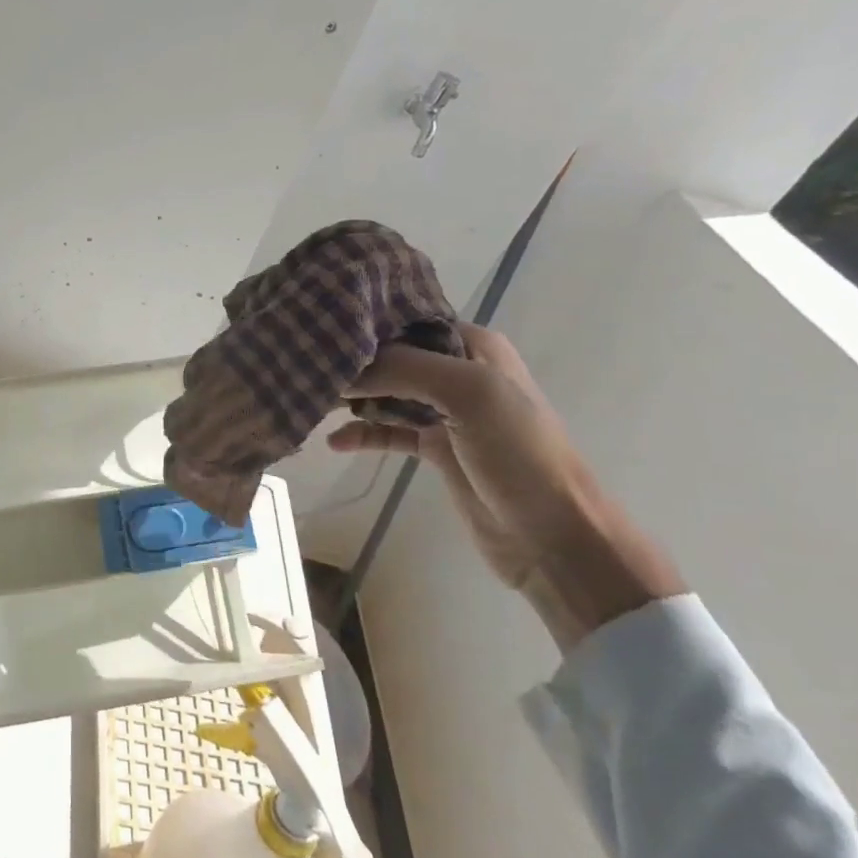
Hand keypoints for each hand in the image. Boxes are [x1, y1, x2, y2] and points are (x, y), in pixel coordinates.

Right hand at [327, 323, 683, 650]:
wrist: (554, 536)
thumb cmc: (519, 453)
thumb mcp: (469, 394)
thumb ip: (404, 368)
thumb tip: (342, 366)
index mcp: (473, 347)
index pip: (407, 321)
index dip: (365, 324)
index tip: (319, 328)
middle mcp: (459, 372)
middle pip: (391, 357)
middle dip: (351, 362)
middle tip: (303, 366)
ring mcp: (446, 412)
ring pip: (385, 393)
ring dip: (351, 398)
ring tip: (310, 401)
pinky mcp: (435, 448)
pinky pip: (387, 431)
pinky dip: (361, 434)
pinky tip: (334, 442)